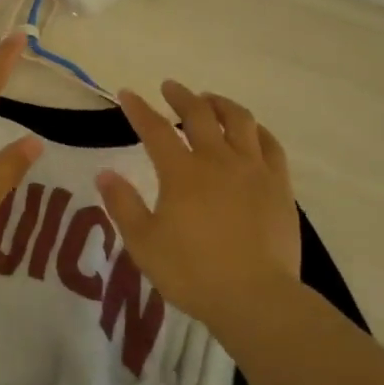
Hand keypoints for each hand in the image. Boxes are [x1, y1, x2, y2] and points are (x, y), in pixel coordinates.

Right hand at [96, 82, 299, 329]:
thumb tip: (104, 173)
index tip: (127, 94)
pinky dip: (258, 130)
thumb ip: (123, 205)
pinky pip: (271, 145)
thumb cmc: (192, 272)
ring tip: (210, 100)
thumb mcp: (144, 243)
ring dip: (221, 104)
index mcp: (182, 172)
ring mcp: (253, 170)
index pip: (155, 129)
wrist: (256, 297)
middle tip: (170, 87)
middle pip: (200, 114)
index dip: (139, 109)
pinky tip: (252, 132)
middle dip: (182, 96)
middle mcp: (218, 160)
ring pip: (240, 121)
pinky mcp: (279, 186)